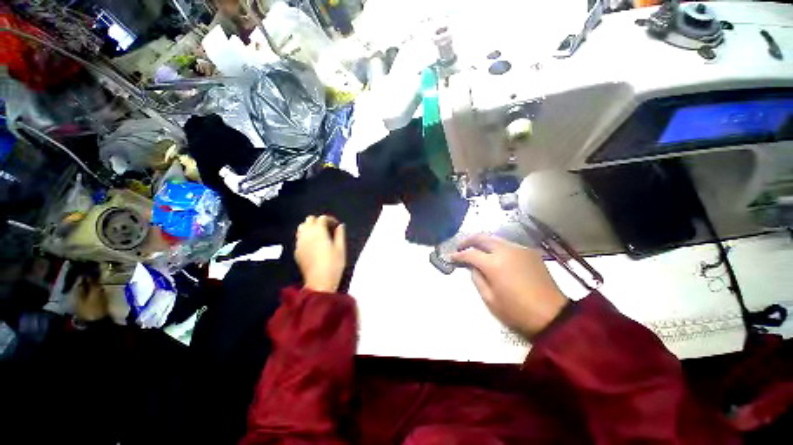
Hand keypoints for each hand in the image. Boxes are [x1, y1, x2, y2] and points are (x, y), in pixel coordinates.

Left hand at [295, 215, 345, 292]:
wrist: (319, 282)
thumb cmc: (333, 264)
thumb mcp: (341, 248)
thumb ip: (340, 234)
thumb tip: (340, 225)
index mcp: (319, 232)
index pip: (322, 218)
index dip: (330, 219)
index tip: (336, 225)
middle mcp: (307, 234)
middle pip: (309, 219)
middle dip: (319, 221)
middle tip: (328, 228)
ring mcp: (300, 243)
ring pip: (301, 227)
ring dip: (310, 227)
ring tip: (319, 234)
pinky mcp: (297, 251)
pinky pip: (299, 238)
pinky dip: (305, 236)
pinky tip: (313, 244)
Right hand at [450, 234, 568, 338]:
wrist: (552, 315)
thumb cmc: (517, 311)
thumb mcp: (490, 299)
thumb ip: (477, 279)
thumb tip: (473, 267)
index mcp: (494, 264)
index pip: (470, 253)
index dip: (458, 255)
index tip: (451, 257)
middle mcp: (506, 251)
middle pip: (482, 237)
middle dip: (468, 240)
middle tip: (460, 247)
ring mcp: (519, 249)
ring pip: (495, 238)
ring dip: (483, 242)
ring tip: (476, 250)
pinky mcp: (530, 252)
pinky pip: (508, 244)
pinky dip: (497, 247)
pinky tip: (496, 255)